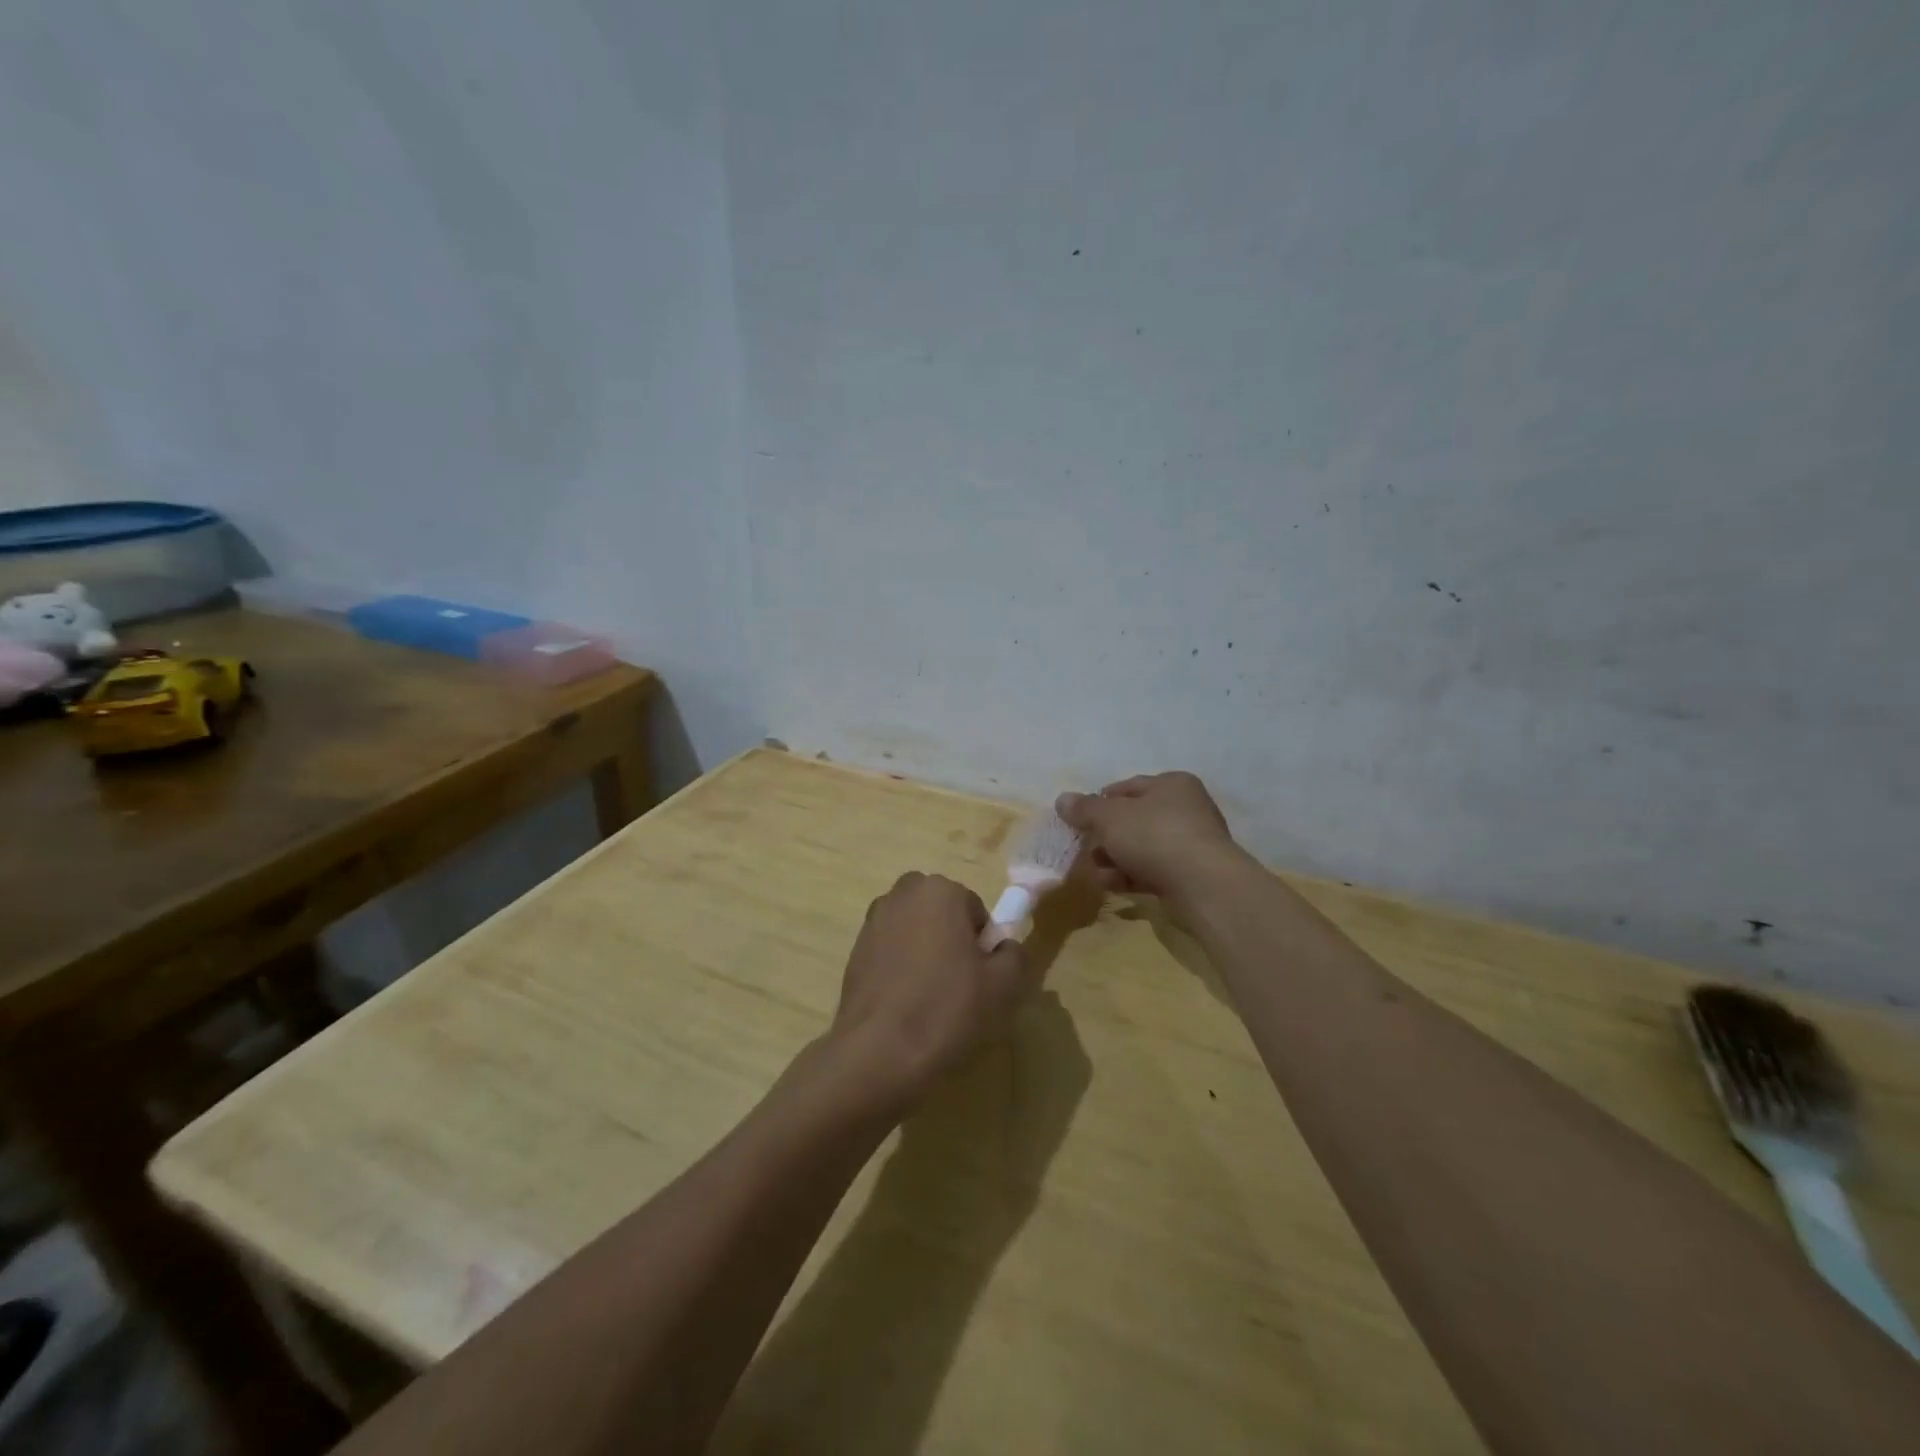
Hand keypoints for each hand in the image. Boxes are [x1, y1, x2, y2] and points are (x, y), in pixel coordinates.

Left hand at [831, 873, 1035, 1108]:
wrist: (878, 1052)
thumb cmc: (947, 1008)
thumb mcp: (1004, 985)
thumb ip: (1015, 955)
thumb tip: (1005, 948)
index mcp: (939, 890)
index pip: (975, 911)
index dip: (983, 946)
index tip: (980, 978)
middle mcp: (901, 894)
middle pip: (942, 916)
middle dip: (952, 943)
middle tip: (960, 988)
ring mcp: (872, 922)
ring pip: (915, 934)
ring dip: (925, 955)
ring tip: (930, 1001)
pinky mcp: (854, 951)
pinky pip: (891, 954)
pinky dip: (901, 971)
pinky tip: (905, 1007)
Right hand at [1055, 772, 1242, 905]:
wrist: (1202, 885)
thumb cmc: (1154, 836)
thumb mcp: (1110, 817)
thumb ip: (1084, 809)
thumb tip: (1062, 799)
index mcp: (1172, 784)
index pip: (1128, 787)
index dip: (1100, 801)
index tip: (1079, 819)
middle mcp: (1186, 809)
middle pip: (1134, 819)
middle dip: (1106, 835)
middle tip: (1085, 847)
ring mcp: (1191, 843)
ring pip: (1142, 847)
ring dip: (1115, 858)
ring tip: (1096, 871)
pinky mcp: (1191, 874)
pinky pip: (1153, 870)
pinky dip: (1131, 875)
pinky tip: (1112, 885)